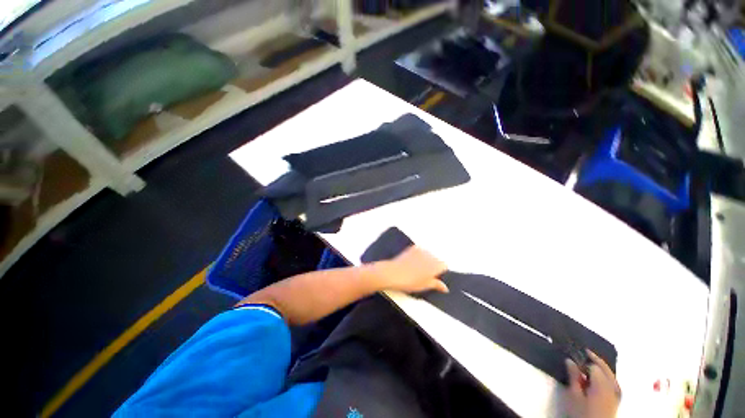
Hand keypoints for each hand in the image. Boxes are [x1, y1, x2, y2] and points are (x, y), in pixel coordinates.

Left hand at [372, 246, 448, 293]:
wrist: (394, 273)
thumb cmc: (409, 281)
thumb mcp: (425, 286)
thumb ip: (436, 284)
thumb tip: (444, 287)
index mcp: (435, 265)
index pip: (444, 265)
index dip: (440, 272)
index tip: (435, 277)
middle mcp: (430, 255)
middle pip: (436, 259)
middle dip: (433, 265)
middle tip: (425, 274)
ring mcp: (421, 250)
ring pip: (428, 254)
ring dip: (426, 259)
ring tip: (417, 268)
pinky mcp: (413, 247)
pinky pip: (420, 250)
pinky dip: (419, 255)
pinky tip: (412, 262)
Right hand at [564, 351, 620, 417]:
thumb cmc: (581, 413)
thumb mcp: (573, 396)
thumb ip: (573, 377)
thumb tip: (569, 360)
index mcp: (602, 384)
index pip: (592, 366)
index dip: (582, 361)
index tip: (572, 358)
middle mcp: (612, 387)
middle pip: (605, 368)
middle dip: (595, 359)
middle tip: (583, 351)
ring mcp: (616, 394)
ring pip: (610, 374)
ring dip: (601, 367)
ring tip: (590, 363)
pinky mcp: (616, 400)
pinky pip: (613, 382)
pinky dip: (607, 376)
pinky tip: (601, 377)